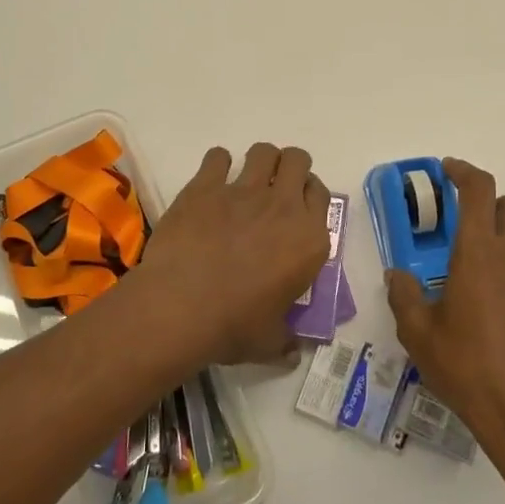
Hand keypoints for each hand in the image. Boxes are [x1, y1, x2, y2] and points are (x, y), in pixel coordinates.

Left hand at [136, 143, 331, 366]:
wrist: (181, 306)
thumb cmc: (233, 326)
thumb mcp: (270, 342)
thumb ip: (286, 340)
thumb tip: (293, 351)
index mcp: (310, 239)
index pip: (322, 195)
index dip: (310, 196)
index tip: (298, 207)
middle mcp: (283, 206)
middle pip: (297, 161)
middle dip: (290, 167)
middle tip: (276, 187)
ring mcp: (243, 191)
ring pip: (263, 151)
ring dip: (260, 160)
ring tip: (247, 178)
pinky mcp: (205, 186)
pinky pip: (218, 157)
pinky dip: (218, 164)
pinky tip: (212, 181)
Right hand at [385, 157, 504, 480]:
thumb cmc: (468, 370)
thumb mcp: (419, 335)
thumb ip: (404, 296)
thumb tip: (397, 275)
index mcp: (478, 253)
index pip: (477, 189)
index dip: (462, 171)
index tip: (448, 170)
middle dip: (490, 205)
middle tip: (469, 227)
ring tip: (493, 262)